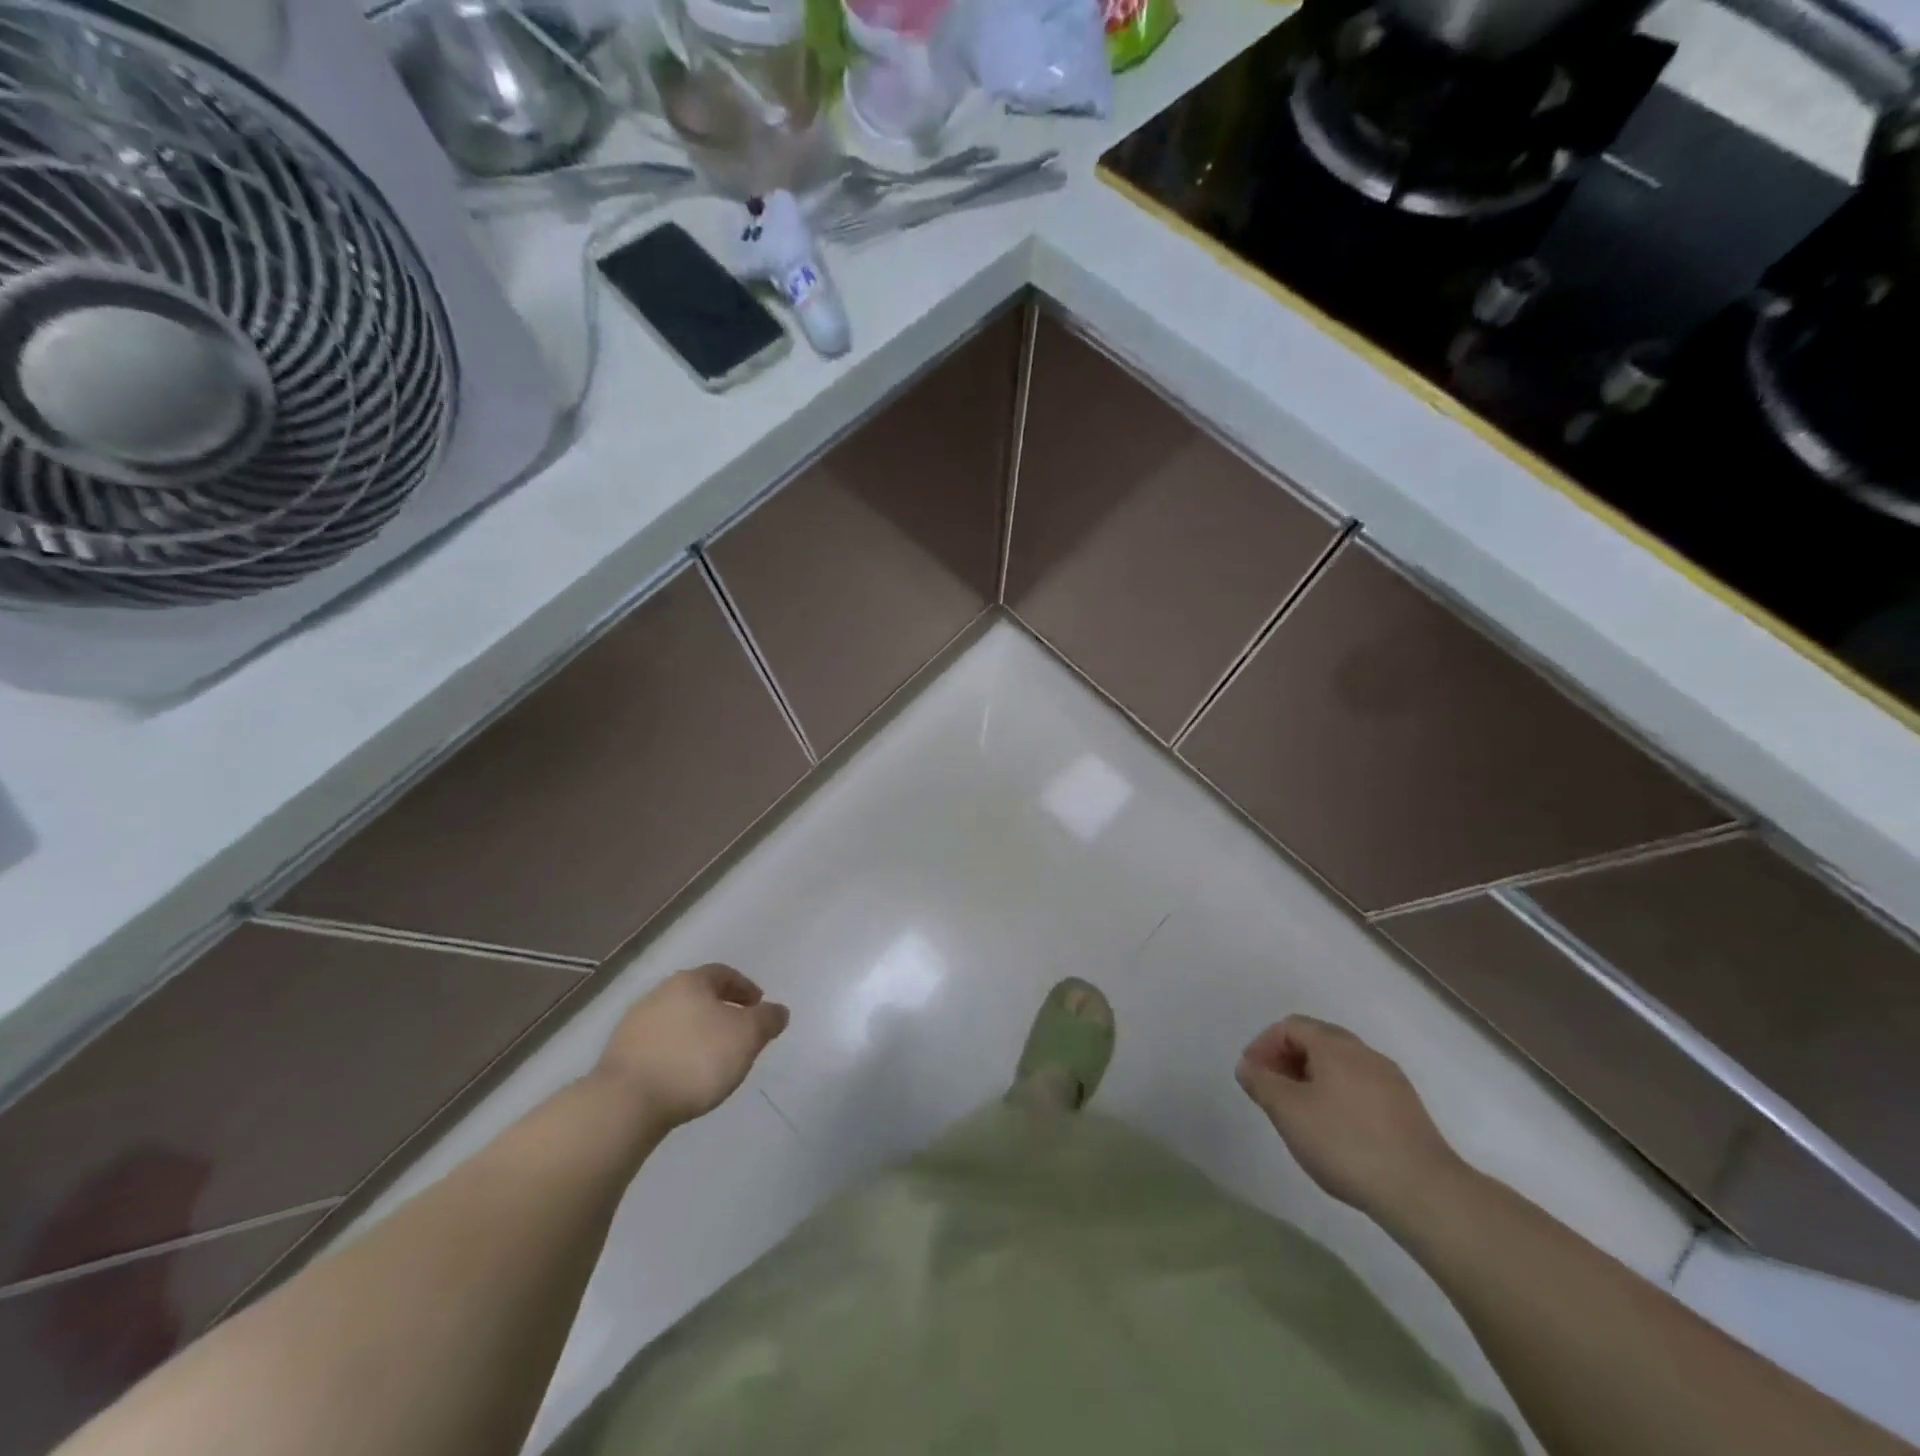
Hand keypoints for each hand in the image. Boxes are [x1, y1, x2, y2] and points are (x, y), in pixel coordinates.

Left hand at [595, 964, 788, 1131]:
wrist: (626, 1103)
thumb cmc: (695, 1060)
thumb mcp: (747, 1037)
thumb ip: (767, 1020)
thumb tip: (778, 1011)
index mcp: (690, 981)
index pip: (723, 974)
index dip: (744, 988)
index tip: (758, 1007)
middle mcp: (660, 993)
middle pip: (697, 995)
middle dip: (720, 1010)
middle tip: (738, 1032)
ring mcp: (634, 1024)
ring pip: (676, 1020)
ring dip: (695, 1033)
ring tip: (711, 1059)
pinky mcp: (619, 1055)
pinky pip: (657, 1045)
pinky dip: (675, 1053)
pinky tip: (682, 1076)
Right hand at [1236, 1015, 1464, 1225]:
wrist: (1424, 1192)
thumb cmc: (1346, 1143)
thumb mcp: (1288, 1112)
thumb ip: (1261, 1083)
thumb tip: (1247, 1066)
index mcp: (1334, 1045)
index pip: (1290, 1026)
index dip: (1264, 1045)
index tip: (1252, 1077)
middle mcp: (1364, 1052)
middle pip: (1316, 1040)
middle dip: (1287, 1060)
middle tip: (1272, 1092)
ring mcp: (1390, 1080)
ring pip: (1340, 1065)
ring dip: (1312, 1079)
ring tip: (1300, 1113)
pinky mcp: (1406, 1108)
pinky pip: (1360, 1086)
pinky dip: (1338, 1095)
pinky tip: (1335, 1130)